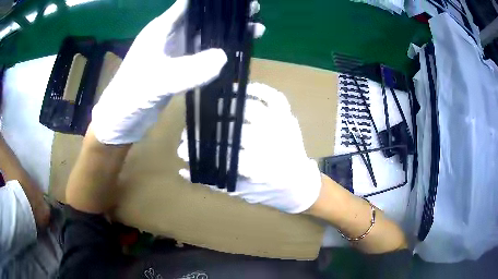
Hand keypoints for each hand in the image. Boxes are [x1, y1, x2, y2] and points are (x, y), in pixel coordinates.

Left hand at [92, 0, 263, 144]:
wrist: (122, 120)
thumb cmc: (131, 96)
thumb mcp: (158, 81)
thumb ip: (188, 70)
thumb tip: (225, 57)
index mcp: (162, 29)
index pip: (190, 4)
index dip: (213, 0)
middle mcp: (170, 35)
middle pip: (202, 17)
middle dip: (227, 14)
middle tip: (253, 9)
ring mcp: (175, 52)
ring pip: (206, 35)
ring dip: (227, 32)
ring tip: (255, 29)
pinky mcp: (179, 67)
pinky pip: (203, 54)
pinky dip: (220, 51)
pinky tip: (236, 51)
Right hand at [178, 83, 321, 213]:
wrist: (300, 185)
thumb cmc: (270, 191)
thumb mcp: (241, 193)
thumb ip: (214, 182)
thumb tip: (184, 170)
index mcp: (264, 171)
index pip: (226, 157)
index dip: (202, 151)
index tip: (183, 148)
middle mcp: (275, 147)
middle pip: (237, 131)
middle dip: (210, 129)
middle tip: (193, 128)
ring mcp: (285, 128)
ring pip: (253, 109)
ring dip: (228, 105)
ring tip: (210, 106)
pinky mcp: (289, 118)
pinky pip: (274, 97)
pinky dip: (257, 89)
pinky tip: (240, 89)